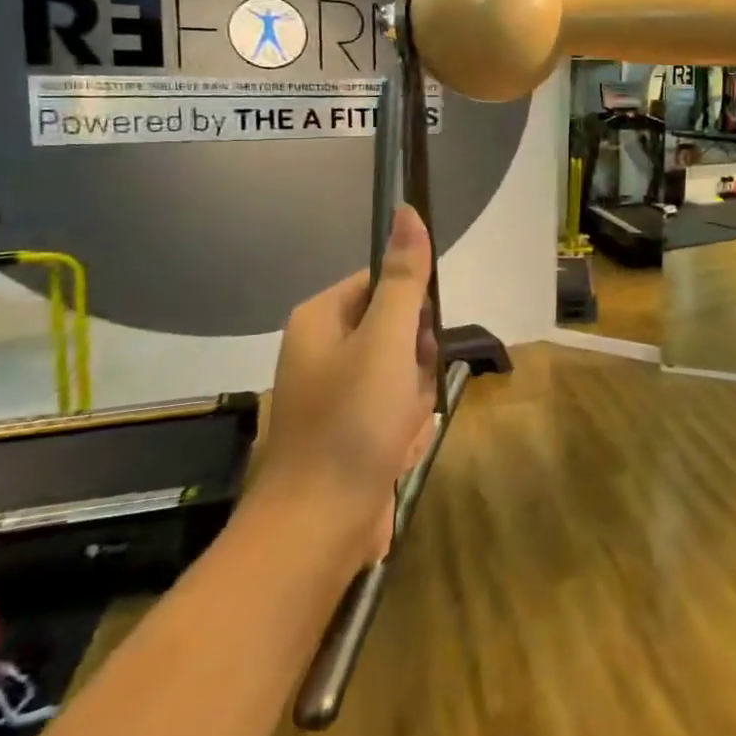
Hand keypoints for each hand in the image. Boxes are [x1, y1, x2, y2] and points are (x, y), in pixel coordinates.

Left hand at [251, 206, 438, 559]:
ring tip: (398, 430)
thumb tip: (406, 210)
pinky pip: (395, 410)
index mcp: (321, 318)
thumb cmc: (352, 422)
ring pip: (405, 374)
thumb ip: (404, 278)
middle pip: (400, 330)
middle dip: (416, 364)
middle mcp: (323, 348)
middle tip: (405, 393)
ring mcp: (335, 392)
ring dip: (414, 401)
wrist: (319, 526)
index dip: (413, 312)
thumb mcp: (386, 341)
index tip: (416, 344)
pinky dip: (403, 429)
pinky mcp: (349, 429)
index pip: (385, 283)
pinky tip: (394, 452)